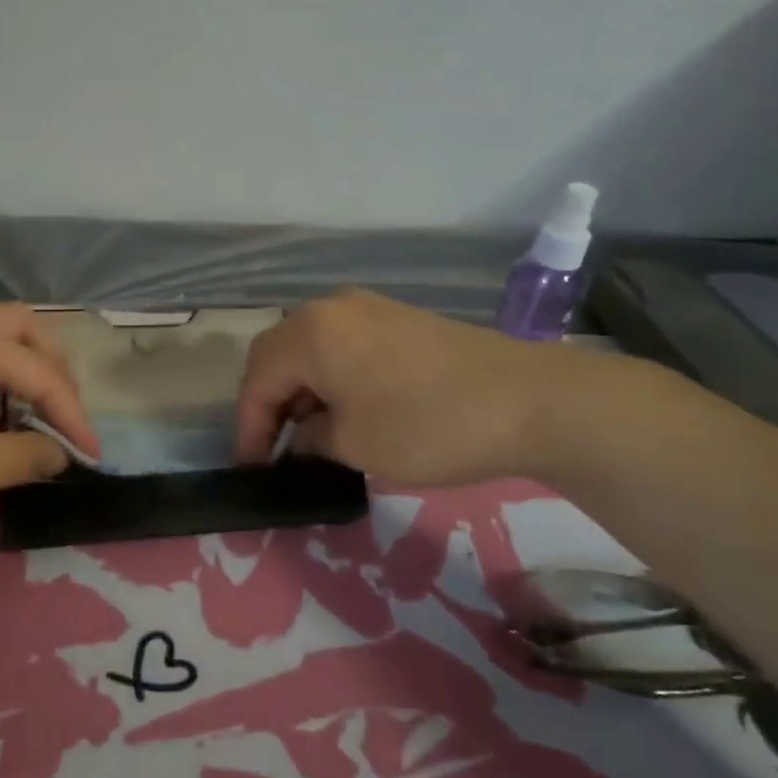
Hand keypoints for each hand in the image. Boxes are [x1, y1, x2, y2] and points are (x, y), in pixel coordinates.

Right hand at [234, 288, 578, 486]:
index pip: (257, 379)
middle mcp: (330, 309)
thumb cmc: (425, 424)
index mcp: (309, 332)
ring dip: (301, 390)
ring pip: (311, 349)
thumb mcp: (353, 445)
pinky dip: (331, 378)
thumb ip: (310, 439)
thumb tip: (303, 438)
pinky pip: (343, 346)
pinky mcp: (398, 320)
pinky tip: (347, 410)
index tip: (252, 468)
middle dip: (269, 403)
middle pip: (278, 355)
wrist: (528, 400)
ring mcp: (368, 309)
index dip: (248, 427)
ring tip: (310, 435)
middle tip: (273, 448)